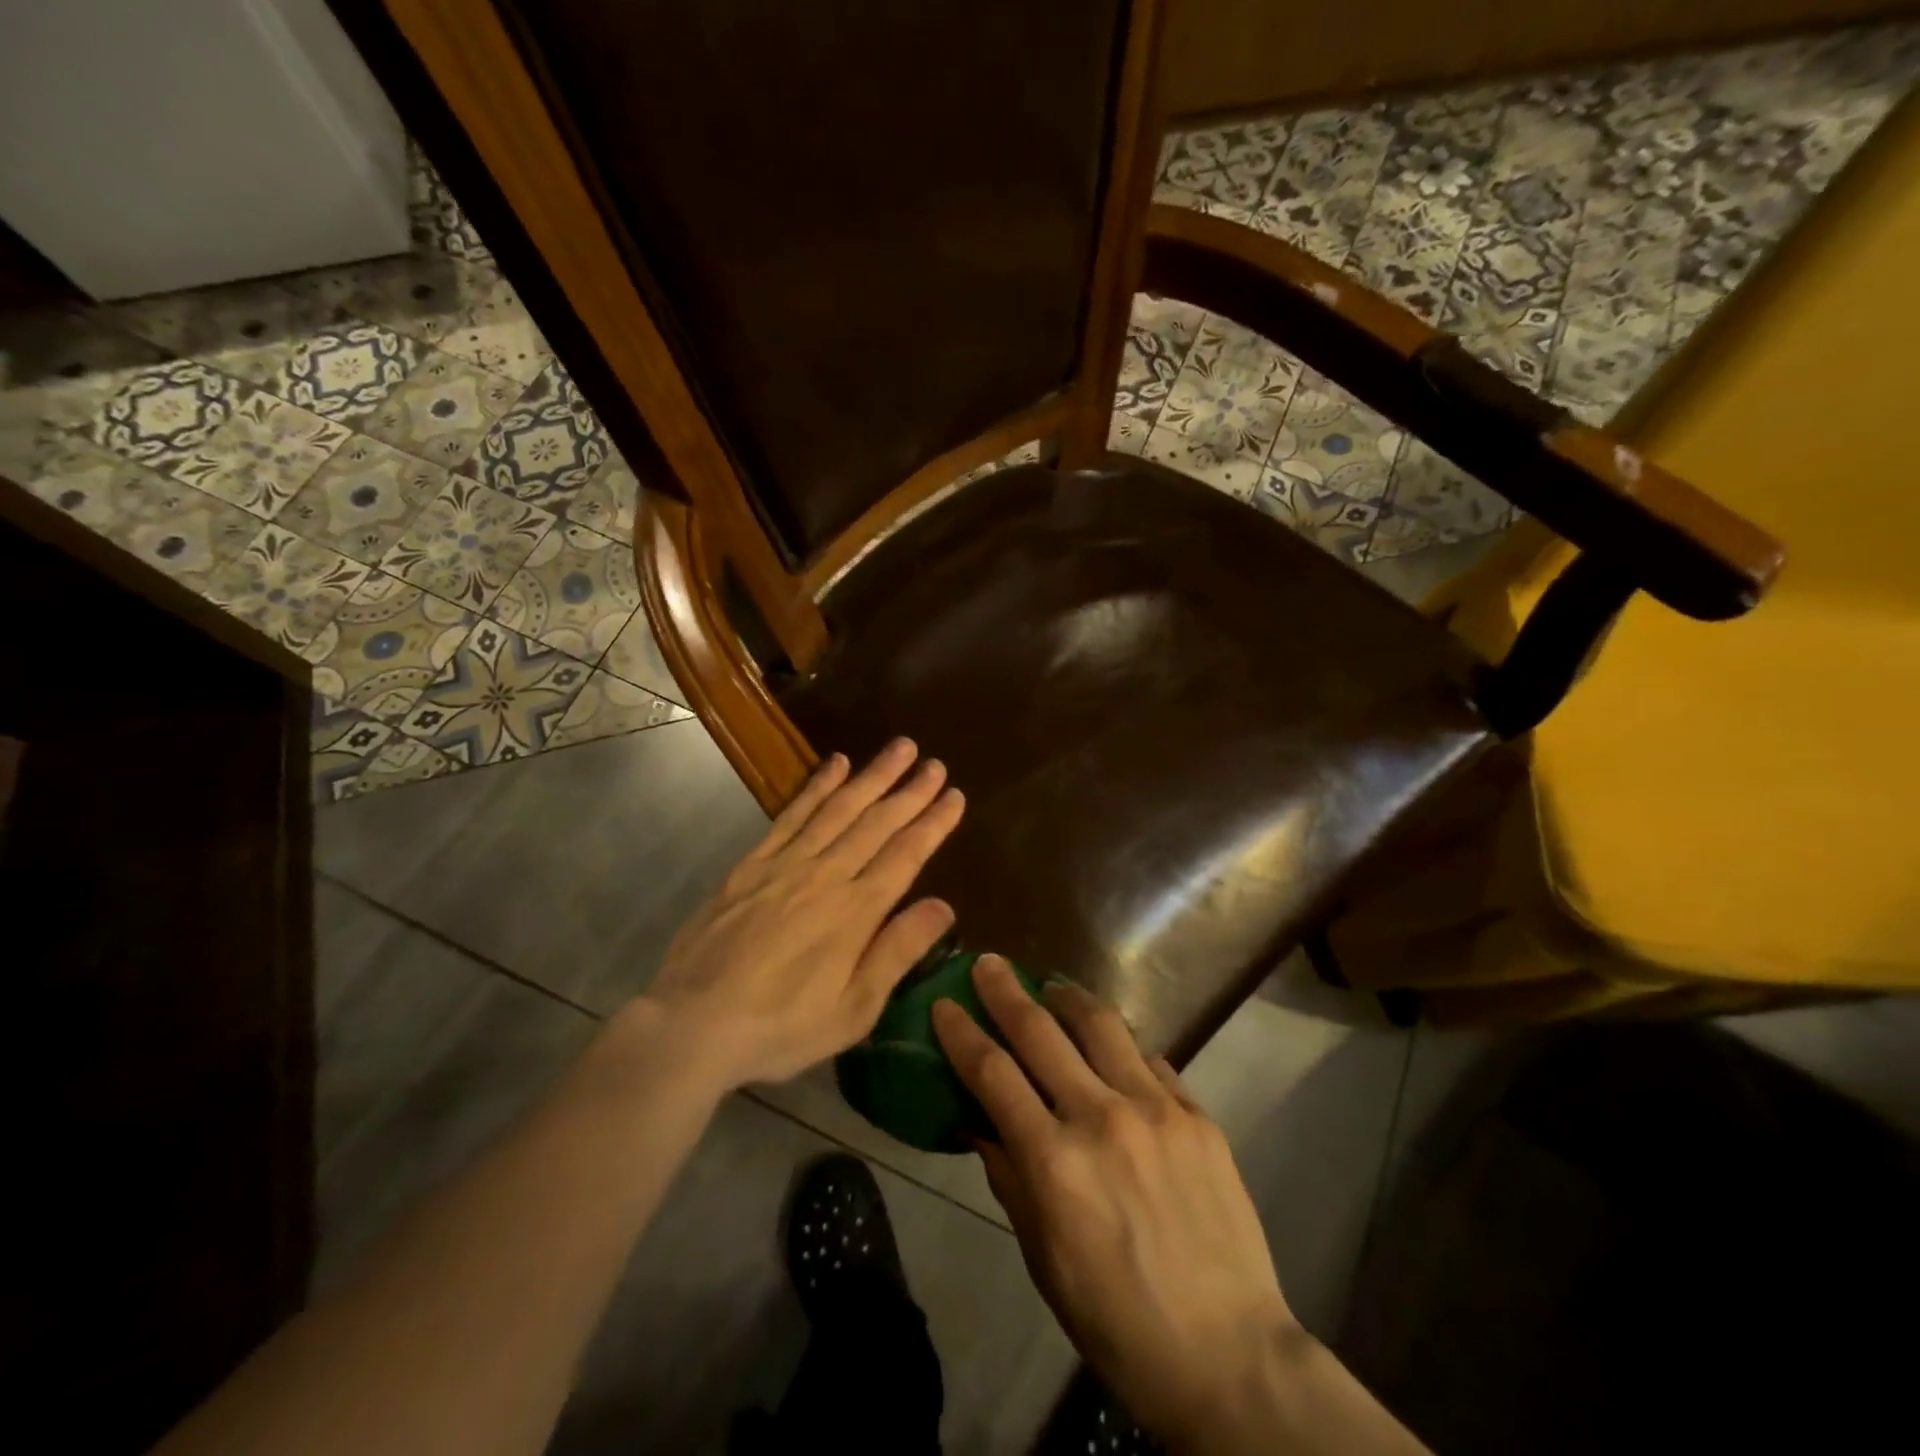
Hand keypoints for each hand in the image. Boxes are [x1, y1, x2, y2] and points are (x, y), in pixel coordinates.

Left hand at [636, 740, 963, 1091]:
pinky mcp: (752, 864)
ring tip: (900, 748)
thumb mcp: (853, 1009)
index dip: (934, 823)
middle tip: (935, 764)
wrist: (693, 1024)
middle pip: (877, 823)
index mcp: (856, 912)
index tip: (955, 796)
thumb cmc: (782, 1027)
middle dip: (910, 791)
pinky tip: (835, 763)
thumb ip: (897, 952)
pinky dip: (817, 786)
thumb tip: (944, 905)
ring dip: (872, 776)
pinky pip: (792, 814)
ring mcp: (786, 864)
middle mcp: (826, 875)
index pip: (906, 855)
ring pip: (839, 808)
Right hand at [932, 957, 1298, 1449]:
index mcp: (1054, 1162)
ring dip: (1067, 996)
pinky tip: (1111, 1045)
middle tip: (987, 963)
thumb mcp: (1042, 1257)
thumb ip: (1008, 1177)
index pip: (993, 1075)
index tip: (944, 1004)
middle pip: (1040, 1032)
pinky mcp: (1196, 1113)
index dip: (962, 1033)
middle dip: (1005, 992)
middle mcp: (1101, 1118)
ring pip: (1101, 1026)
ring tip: (1050, 985)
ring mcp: (1155, 1109)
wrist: (1227, 1354)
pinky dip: (1121, 1044)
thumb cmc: (1116, 1319)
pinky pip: (1150, 1058)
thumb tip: (980, 1122)